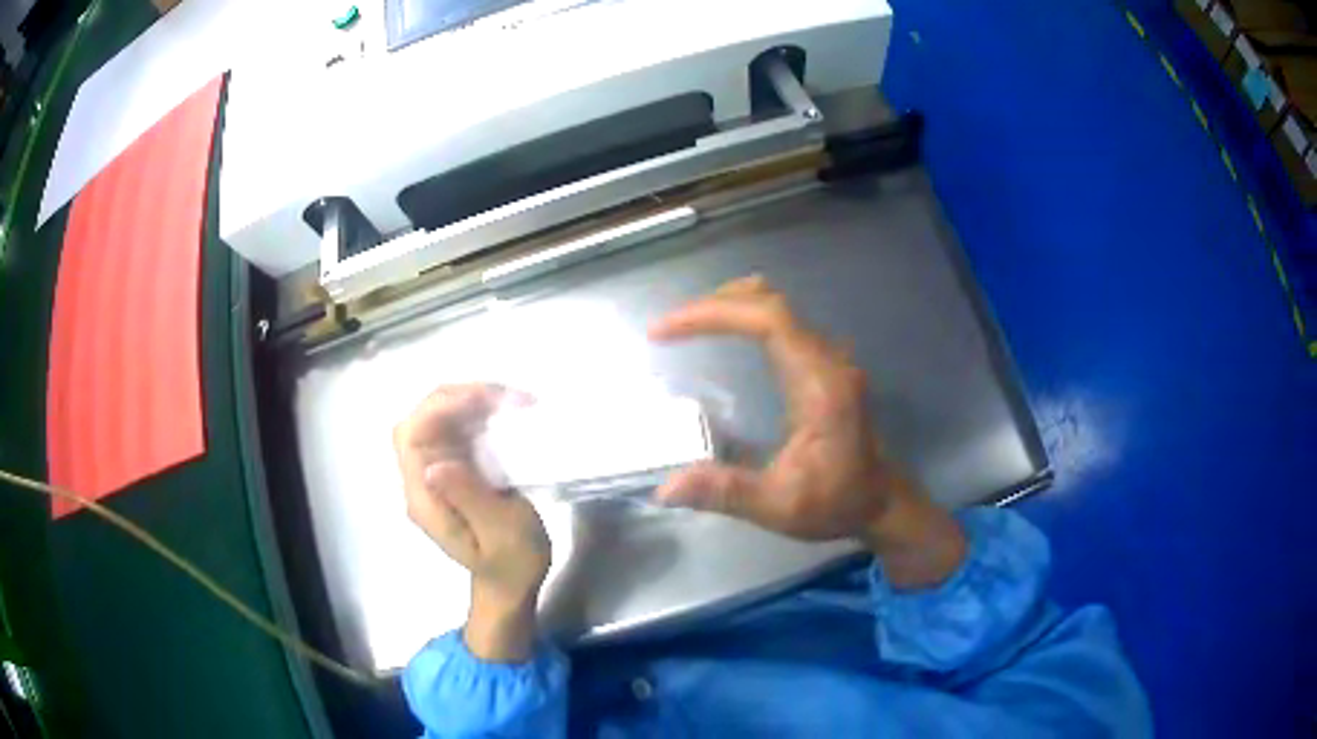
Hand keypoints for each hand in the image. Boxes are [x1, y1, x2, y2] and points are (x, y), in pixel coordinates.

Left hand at [394, 384, 549, 660]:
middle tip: (505, 397)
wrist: (511, 585)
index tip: (486, 401)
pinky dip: (478, 413)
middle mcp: (421, 480)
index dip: (440, 408)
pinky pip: (456, 429)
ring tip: (512, 400)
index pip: (411, 437)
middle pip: (420, 420)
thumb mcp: (500, 534)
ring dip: (470, 400)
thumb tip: (434, 463)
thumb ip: (468, 498)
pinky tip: (505, 413)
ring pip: (437, 418)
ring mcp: (435, 473)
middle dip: (456, 397)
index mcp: (425, 499)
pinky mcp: (454, 470)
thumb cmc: (511, 564)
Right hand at [649, 276, 965, 587]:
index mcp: (819, 384)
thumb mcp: (780, 506)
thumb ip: (727, 493)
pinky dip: (746, 318)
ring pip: (777, 306)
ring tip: (688, 325)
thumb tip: (666, 489)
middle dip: (715, 305)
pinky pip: (782, 323)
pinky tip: (725, 336)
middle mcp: (827, 359)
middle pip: (770, 302)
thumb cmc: (835, 503)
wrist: (880, 503)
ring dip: (730, 306)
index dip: (714, 313)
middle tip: (669, 327)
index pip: (767, 320)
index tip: (665, 330)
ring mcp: (829, 358)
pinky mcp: (824, 365)